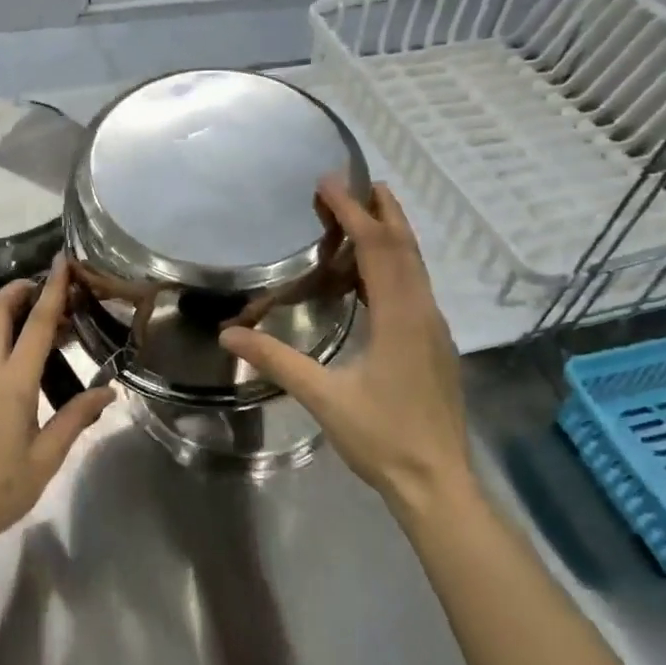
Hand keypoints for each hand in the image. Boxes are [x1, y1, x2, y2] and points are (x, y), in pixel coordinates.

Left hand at [0, 257, 115, 553]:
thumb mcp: (46, 457)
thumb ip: (76, 417)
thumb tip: (108, 391)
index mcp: (12, 382)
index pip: (35, 324)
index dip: (51, 289)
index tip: (62, 262)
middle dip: (20, 289)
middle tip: (49, 288)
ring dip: (8, 309)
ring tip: (40, 318)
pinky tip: (19, 354)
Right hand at [219, 180, 473, 519]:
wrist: (437, 482)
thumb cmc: (382, 437)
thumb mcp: (324, 398)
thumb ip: (277, 360)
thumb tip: (228, 334)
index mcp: (400, 317)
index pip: (377, 249)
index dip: (353, 212)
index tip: (330, 183)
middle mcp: (424, 312)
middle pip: (406, 247)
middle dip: (383, 211)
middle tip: (358, 182)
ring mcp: (434, 329)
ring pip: (416, 267)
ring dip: (392, 236)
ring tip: (366, 215)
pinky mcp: (435, 345)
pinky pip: (416, 288)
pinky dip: (396, 265)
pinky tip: (375, 277)